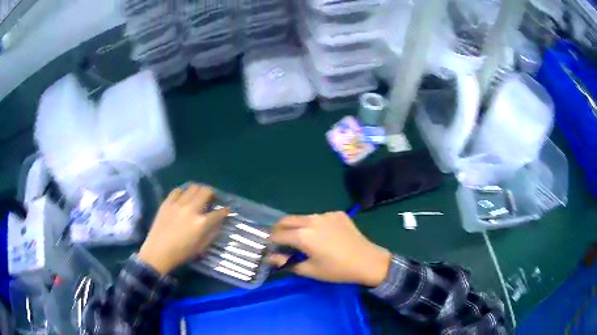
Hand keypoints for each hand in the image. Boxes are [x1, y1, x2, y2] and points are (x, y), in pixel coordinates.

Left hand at [138, 184, 229, 274]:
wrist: (158, 252)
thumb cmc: (181, 253)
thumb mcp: (201, 247)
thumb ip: (212, 233)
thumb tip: (218, 223)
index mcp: (201, 223)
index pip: (219, 212)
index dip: (225, 210)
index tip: (226, 210)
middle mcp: (191, 210)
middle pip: (206, 192)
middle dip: (213, 194)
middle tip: (212, 199)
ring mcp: (178, 204)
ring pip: (193, 187)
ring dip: (199, 190)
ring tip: (198, 196)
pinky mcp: (167, 202)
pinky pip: (177, 190)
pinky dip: (184, 192)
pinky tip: (184, 197)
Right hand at [268, 212, 390, 286]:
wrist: (367, 261)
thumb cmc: (337, 270)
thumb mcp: (310, 270)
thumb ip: (286, 263)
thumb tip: (271, 257)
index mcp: (303, 235)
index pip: (277, 234)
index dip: (271, 241)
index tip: (271, 248)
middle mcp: (312, 220)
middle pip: (286, 219)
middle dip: (279, 229)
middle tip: (281, 241)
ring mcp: (326, 214)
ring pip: (303, 217)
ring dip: (297, 226)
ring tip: (304, 240)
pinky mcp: (337, 213)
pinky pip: (319, 217)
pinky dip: (314, 225)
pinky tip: (324, 236)